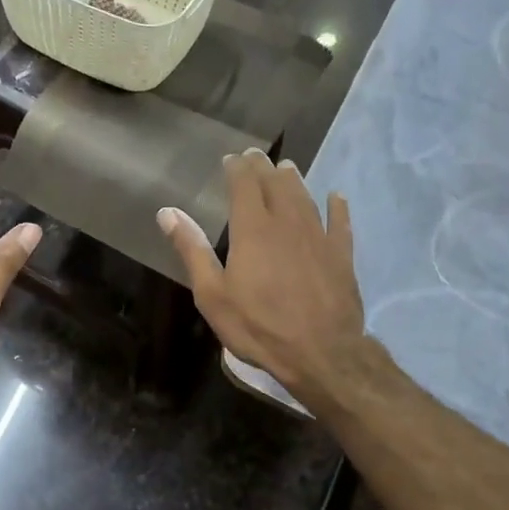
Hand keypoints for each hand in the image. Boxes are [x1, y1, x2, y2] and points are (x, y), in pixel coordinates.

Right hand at [159, 149, 373, 409]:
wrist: (321, 353)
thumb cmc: (258, 326)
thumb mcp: (212, 293)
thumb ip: (192, 249)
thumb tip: (167, 212)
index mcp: (253, 230)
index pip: (244, 185)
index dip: (238, 169)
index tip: (232, 158)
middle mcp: (287, 223)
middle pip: (276, 185)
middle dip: (264, 168)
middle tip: (257, 156)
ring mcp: (318, 238)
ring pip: (305, 198)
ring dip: (294, 181)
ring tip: (287, 168)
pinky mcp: (341, 256)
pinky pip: (340, 223)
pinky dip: (337, 207)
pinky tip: (336, 197)